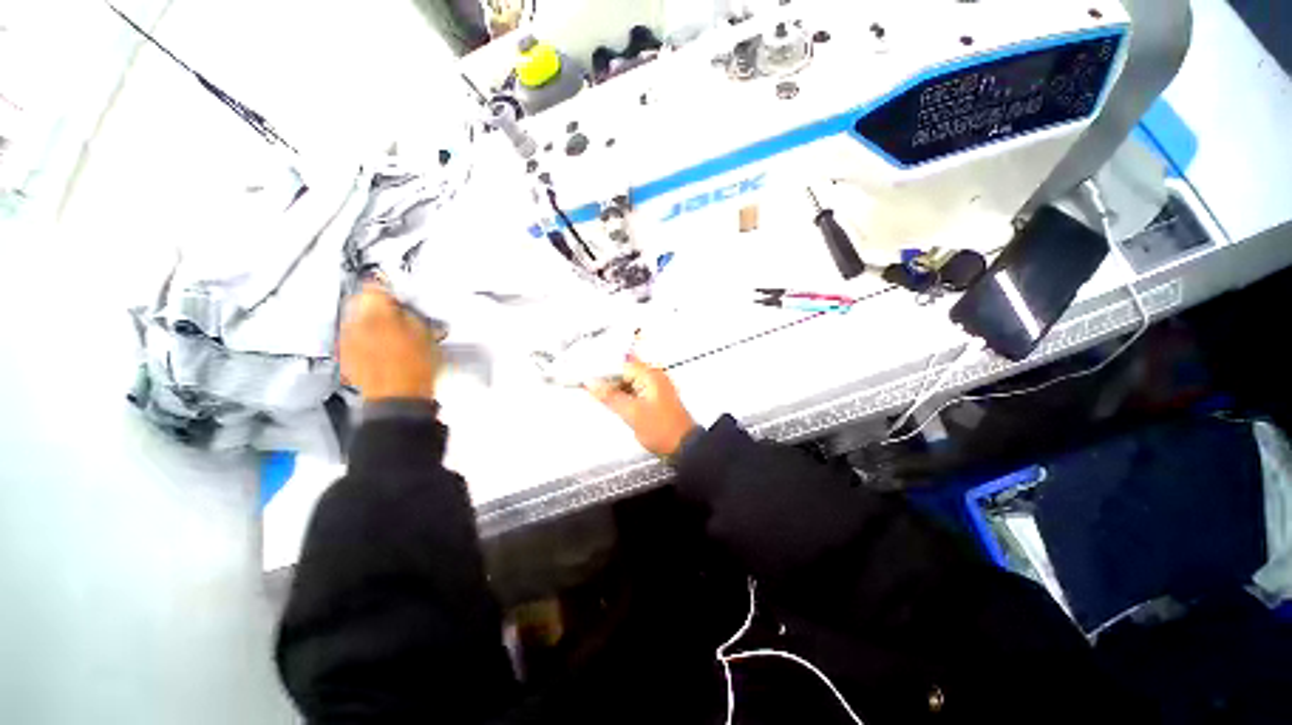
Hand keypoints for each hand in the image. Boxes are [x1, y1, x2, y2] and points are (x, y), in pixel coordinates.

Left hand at [339, 285, 441, 401]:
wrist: (399, 397)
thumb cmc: (416, 367)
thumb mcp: (426, 333)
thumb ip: (410, 313)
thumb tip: (402, 306)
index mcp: (375, 312)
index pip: (374, 287)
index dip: (388, 289)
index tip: (397, 293)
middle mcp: (354, 322)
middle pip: (360, 302)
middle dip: (376, 305)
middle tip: (397, 314)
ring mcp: (347, 340)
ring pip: (355, 320)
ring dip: (371, 322)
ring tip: (392, 334)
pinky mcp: (346, 356)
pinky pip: (353, 338)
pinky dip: (365, 338)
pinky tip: (382, 349)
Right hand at [588, 358, 696, 457]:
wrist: (682, 446)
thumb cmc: (664, 430)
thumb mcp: (631, 413)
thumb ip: (610, 396)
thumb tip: (592, 384)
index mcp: (650, 375)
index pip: (620, 364)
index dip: (603, 372)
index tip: (589, 380)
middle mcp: (655, 377)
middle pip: (624, 372)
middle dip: (609, 382)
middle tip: (595, 391)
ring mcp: (656, 387)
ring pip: (628, 382)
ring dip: (616, 390)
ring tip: (606, 400)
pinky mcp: (655, 398)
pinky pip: (634, 391)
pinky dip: (624, 397)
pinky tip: (619, 406)